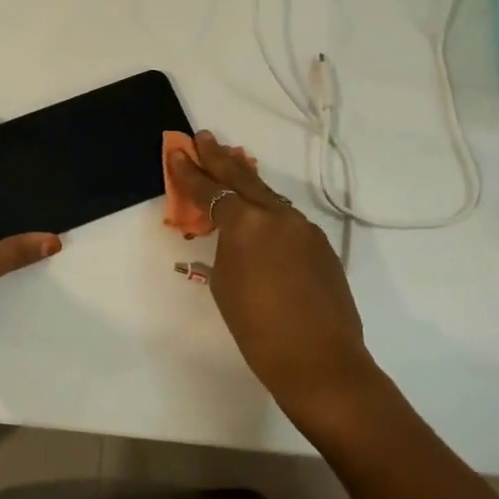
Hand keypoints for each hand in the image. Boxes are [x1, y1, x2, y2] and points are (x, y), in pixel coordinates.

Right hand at [168, 132, 382, 435]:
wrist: (319, 361)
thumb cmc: (257, 328)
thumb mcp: (224, 283)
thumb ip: (225, 248)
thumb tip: (233, 236)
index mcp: (246, 223)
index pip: (209, 190)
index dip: (189, 173)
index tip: (176, 151)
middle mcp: (277, 216)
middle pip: (242, 179)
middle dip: (219, 158)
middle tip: (204, 137)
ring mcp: (304, 229)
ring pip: (268, 197)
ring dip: (246, 182)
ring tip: (229, 167)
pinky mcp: (321, 246)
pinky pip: (286, 220)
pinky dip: (268, 212)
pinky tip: (260, 218)